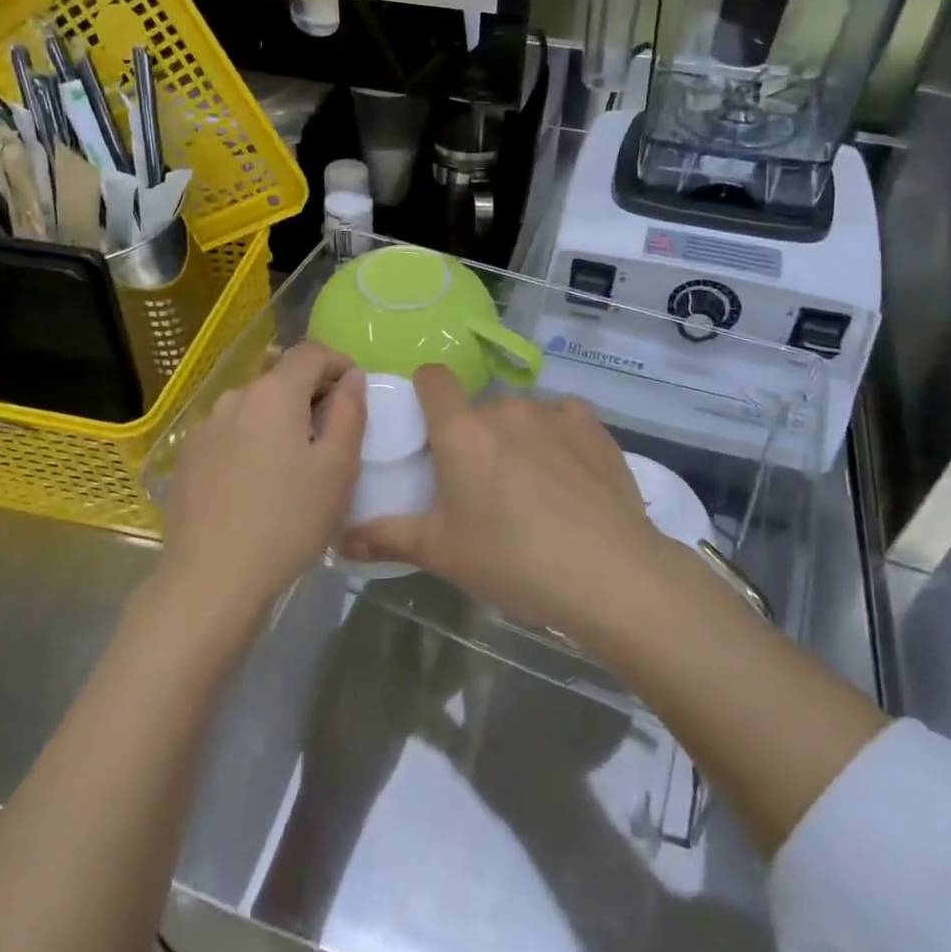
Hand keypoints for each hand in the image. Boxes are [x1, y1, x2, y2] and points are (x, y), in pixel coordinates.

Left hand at [162, 342, 365, 617]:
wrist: (212, 579)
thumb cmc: (289, 520)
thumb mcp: (338, 468)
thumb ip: (350, 411)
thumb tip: (351, 376)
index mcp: (274, 393)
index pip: (311, 352)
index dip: (339, 363)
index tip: (355, 391)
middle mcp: (235, 397)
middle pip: (281, 377)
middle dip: (311, 393)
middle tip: (333, 433)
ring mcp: (205, 427)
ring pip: (254, 407)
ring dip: (280, 419)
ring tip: (295, 462)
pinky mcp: (187, 458)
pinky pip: (230, 433)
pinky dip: (252, 441)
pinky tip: (258, 483)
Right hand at [341, 365, 665, 631]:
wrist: (610, 574)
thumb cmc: (514, 561)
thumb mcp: (444, 553)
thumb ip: (388, 537)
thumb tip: (340, 539)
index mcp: (462, 432)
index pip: (433, 378)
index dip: (425, 391)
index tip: (427, 423)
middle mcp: (505, 410)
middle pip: (478, 409)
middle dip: (474, 437)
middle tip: (480, 485)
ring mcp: (553, 414)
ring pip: (521, 415)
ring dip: (517, 439)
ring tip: (531, 489)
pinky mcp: (593, 426)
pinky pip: (564, 418)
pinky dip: (558, 437)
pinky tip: (568, 475)